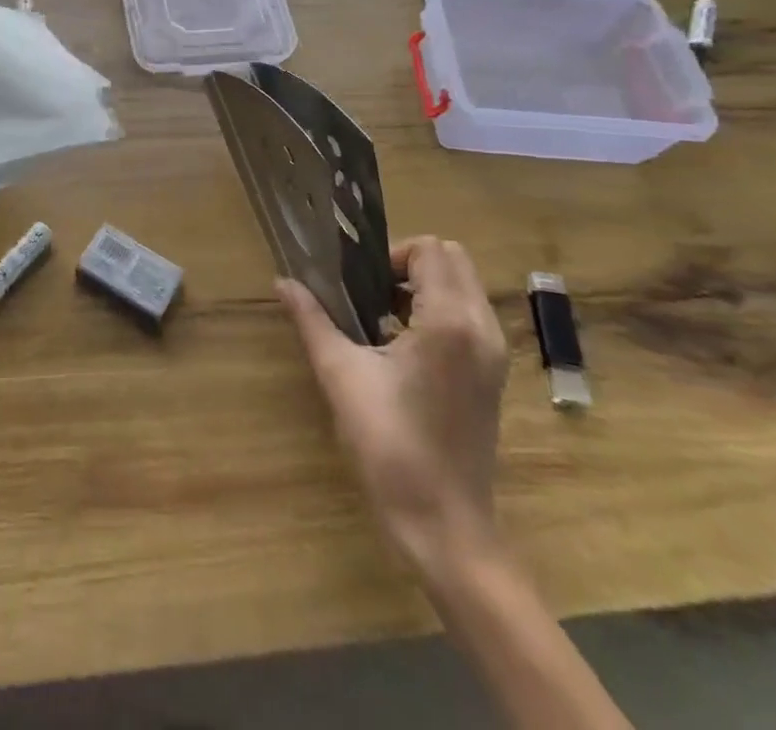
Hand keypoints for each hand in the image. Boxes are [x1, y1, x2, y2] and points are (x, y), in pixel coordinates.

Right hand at [277, 236, 509, 567]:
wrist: (443, 526)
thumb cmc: (390, 447)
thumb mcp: (341, 375)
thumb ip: (312, 320)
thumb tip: (282, 282)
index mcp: (450, 321)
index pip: (430, 249)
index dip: (392, 255)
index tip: (361, 284)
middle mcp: (482, 327)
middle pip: (453, 258)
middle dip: (410, 264)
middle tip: (371, 294)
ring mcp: (494, 352)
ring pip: (464, 285)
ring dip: (425, 287)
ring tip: (383, 320)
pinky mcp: (493, 373)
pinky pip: (469, 314)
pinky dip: (439, 311)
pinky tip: (404, 347)